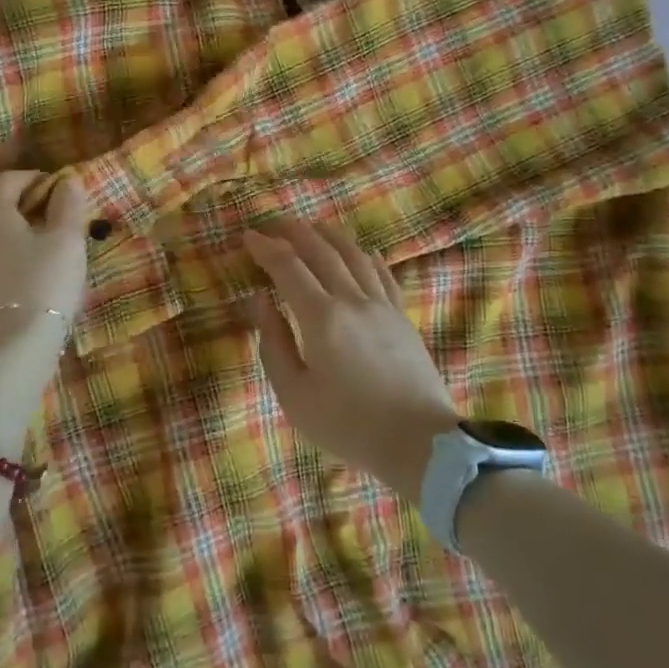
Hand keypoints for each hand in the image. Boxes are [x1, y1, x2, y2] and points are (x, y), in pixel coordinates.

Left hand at [0, 171, 88, 354]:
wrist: (13, 345)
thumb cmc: (44, 281)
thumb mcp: (66, 239)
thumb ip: (68, 205)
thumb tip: (67, 181)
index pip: (6, 180)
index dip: (33, 177)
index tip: (59, 186)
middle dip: (21, 201)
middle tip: (52, 210)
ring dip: (17, 227)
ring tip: (49, 239)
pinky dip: (12, 250)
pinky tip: (36, 266)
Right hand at [245, 221, 459, 499]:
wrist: (420, 443)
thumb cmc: (348, 425)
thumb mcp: (295, 396)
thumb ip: (274, 344)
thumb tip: (260, 301)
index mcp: (322, 318)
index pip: (288, 267)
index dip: (265, 248)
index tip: (248, 237)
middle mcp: (352, 299)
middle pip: (320, 250)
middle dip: (293, 231)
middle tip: (272, 224)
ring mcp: (382, 304)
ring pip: (353, 253)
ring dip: (327, 235)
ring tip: (310, 227)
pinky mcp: (402, 315)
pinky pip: (382, 273)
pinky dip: (365, 255)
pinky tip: (360, 250)